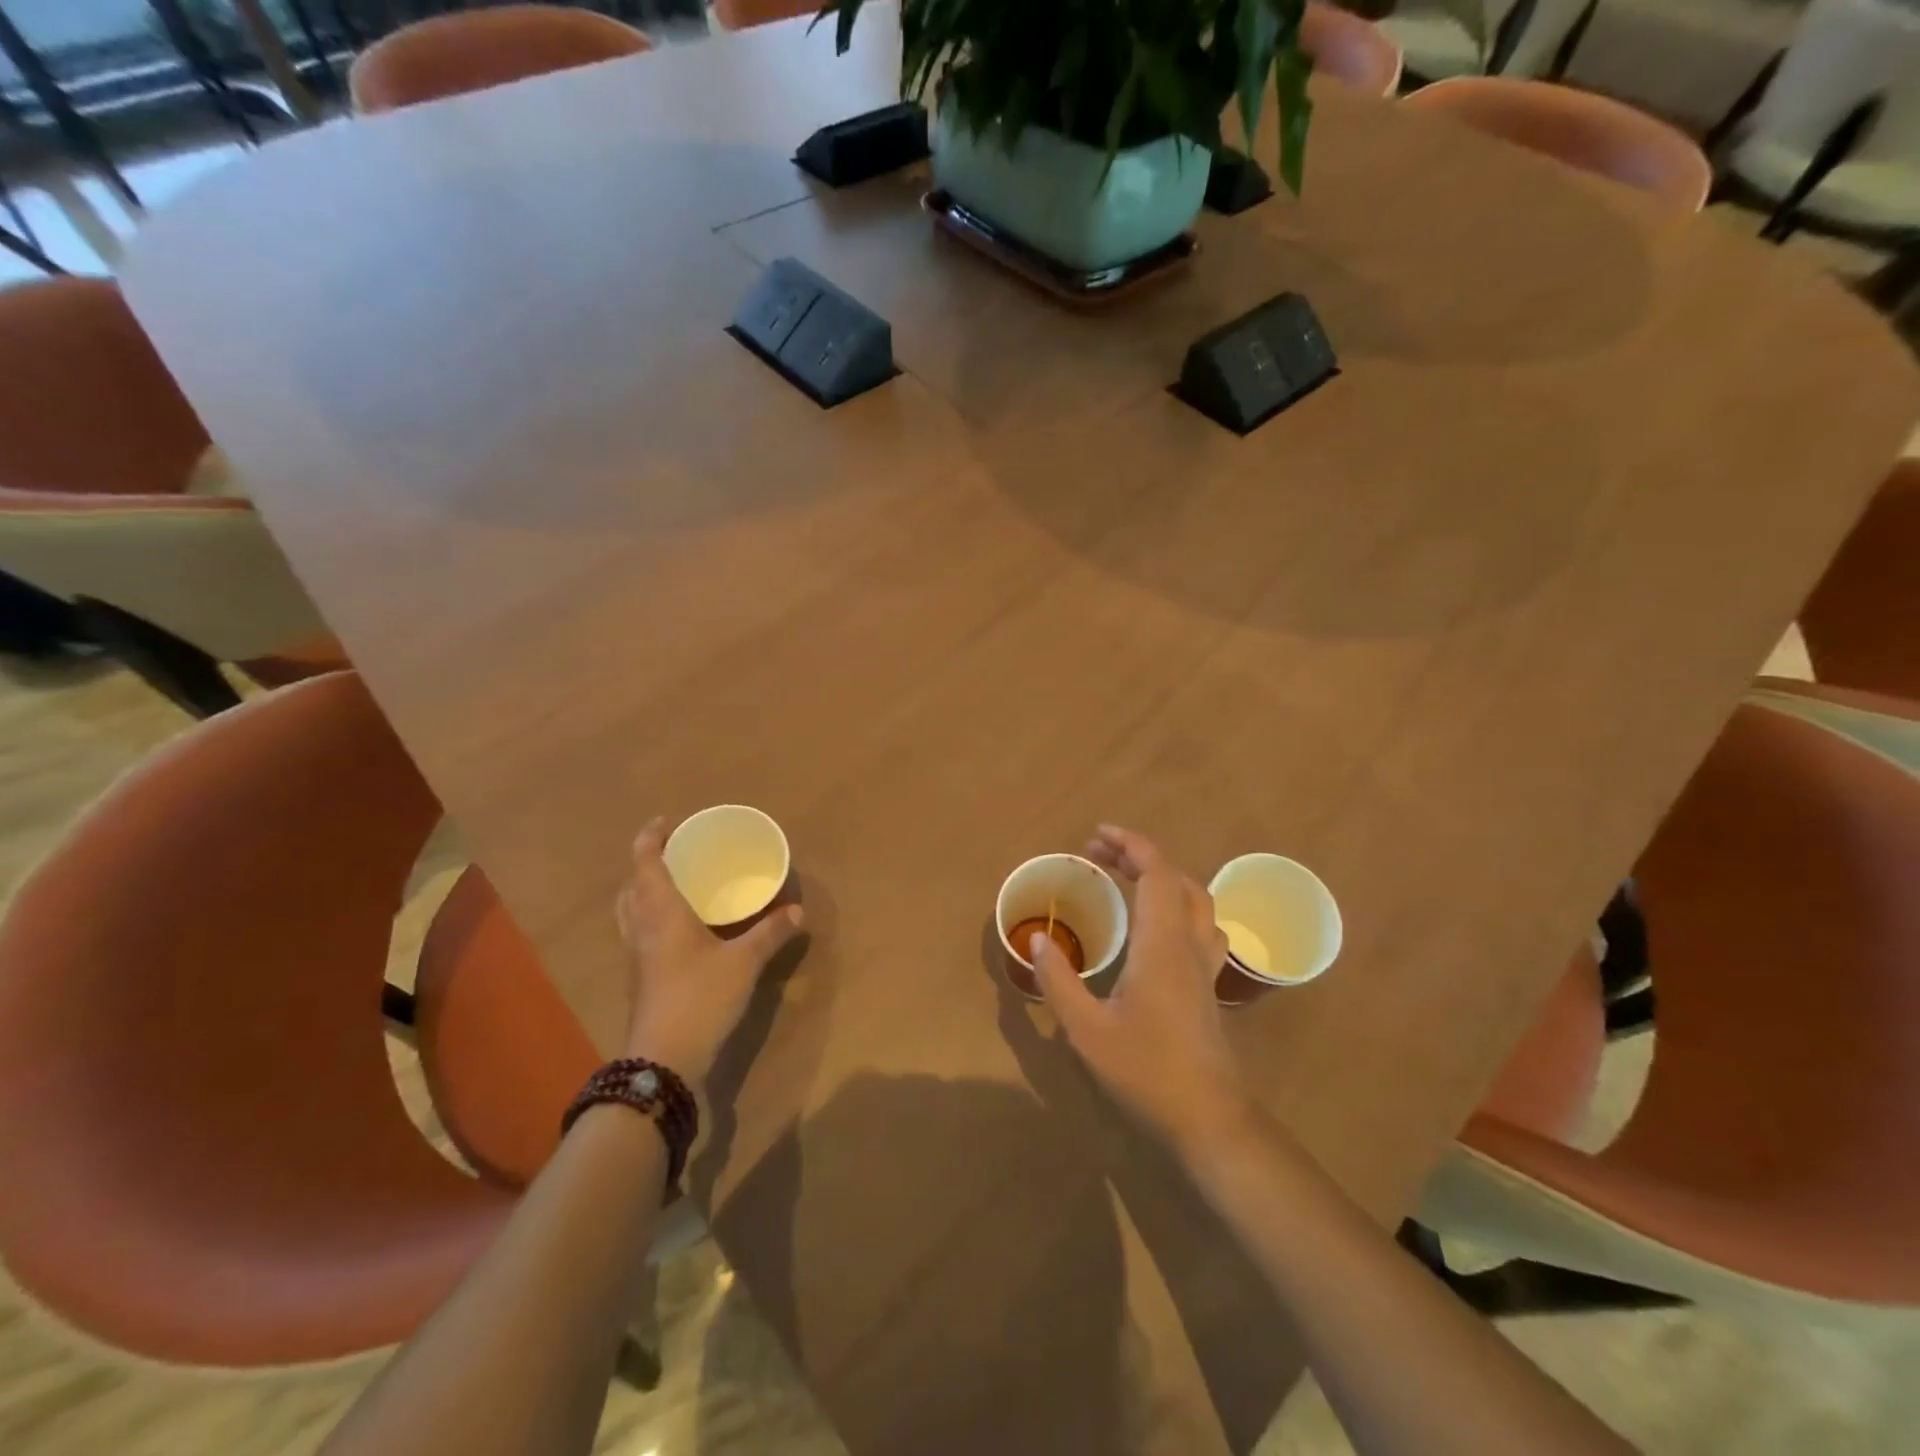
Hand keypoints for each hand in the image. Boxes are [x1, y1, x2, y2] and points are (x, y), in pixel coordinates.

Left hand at [614, 818, 803, 1088]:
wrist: (664, 1060)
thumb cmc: (700, 997)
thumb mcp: (744, 962)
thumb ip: (770, 933)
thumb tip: (797, 911)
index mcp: (661, 912)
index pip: (646, 863)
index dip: (651, 837)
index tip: (667, 821)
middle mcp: (642, 927)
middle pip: (632, 884)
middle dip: (648, 862)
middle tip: (675, 852)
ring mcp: (636, 955)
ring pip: (630, 909)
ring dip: (643, 889)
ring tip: (673, 883)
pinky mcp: (641, 977)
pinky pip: (638, 931)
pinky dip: (650, 916)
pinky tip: (677, 927)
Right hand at [1032, 826, 1252, 1151]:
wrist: (1209, 1118)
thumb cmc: (1146, 1071)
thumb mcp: (1086, 1030)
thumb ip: (1059, 981)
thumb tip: (1037, 939)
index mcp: (1161, 944)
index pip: (1156, 873)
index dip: (1130, 844)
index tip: (1097, 836)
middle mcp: (1188, 944)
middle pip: (1176, 879)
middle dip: (1139, 856)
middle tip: (1099, 856)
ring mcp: (1205, 965)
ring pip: (1196, 900)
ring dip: (1163, 879)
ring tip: (1127, 881)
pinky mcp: (1208, 985)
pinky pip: (1201, 925)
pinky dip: (1177, 906)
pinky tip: (1157, 928)